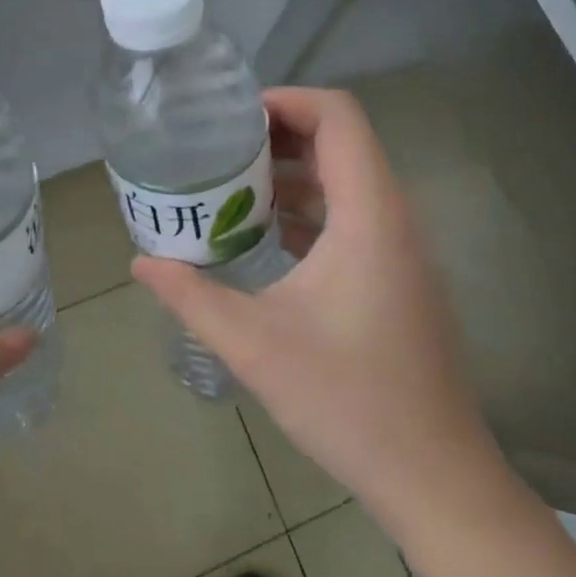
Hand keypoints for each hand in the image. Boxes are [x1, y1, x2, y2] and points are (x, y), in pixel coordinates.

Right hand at [133, 87, 513, 535]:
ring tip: (232, 185)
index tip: (233, 117)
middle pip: (341, 140)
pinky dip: (309, 207)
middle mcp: (393, 217)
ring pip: (347, 178)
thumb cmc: (349, 401)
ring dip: (293, 172)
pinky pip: (352, 215)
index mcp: (369, 215)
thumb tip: (140, 263)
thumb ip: (192, 296)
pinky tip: (265, 233)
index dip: (287, 100)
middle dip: (280, 133)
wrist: (434, 477)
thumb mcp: (254, 345)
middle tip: (220, 148)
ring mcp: (400, 247)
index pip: (339, 116)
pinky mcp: (397, 275)